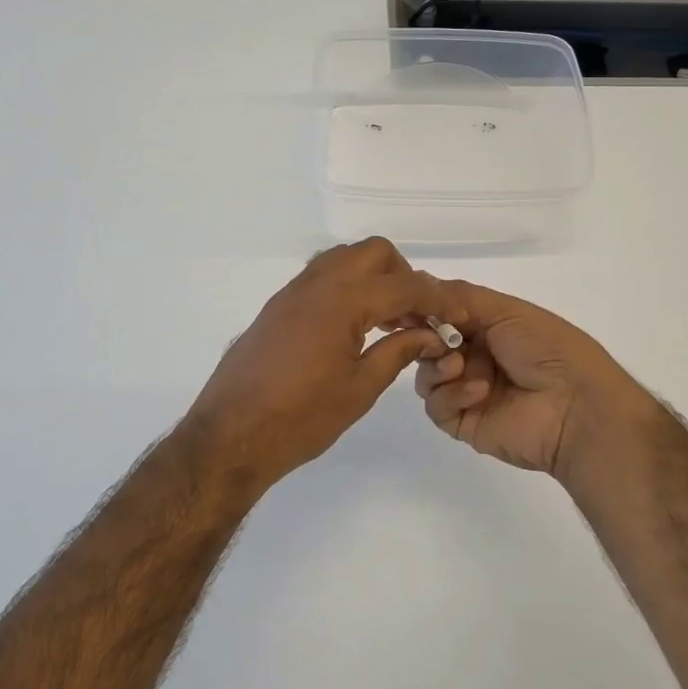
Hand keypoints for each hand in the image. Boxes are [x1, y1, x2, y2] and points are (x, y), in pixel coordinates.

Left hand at [184, 239, 468, 490]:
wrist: (230, 436)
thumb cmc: (301, 418)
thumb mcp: (360, 388)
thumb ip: (399, 352)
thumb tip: (430, 334)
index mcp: (342, 300)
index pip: (404, 285)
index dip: (438, 297)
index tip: (458, 314)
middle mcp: (316, 283)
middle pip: (373, 253)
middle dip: (403, 275)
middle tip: (417, 314)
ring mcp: (292, 293)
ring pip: (344, 259)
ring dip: (373, 278)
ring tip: (388, 320)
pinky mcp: (277, 307)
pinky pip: (322, 278)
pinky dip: (348, 288)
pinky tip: (355, 327)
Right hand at [413, 280, 653, 481]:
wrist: (576, 406)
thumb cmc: (547, 349)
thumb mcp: (507, 310)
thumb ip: (460, 297)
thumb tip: (419, 283)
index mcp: (488, 328)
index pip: (442, 316)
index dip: (424, 311)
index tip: (407, 307)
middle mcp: (475, 357)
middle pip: (427, 345)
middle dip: (426, 338)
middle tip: (435, 339)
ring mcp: (467, 391)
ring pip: (426, 375)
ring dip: (437, 366)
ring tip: (460, 366)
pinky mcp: (463, 422)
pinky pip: (436, 407)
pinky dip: (451, 395)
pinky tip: (479, 392)